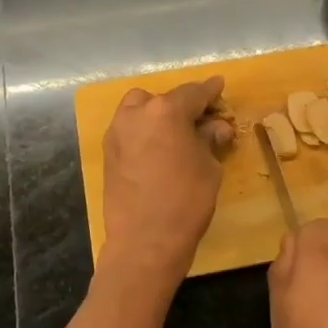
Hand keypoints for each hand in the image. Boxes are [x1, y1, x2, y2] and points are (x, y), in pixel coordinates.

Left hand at [101, 75, 232, 270]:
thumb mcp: (208, 167)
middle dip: (181, 105)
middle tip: (200, 120)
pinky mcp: (108, 152)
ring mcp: (117, 132)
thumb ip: (210, 140)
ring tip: (175, 134)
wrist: (144, 241)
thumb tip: (215, 127)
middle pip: (163, 99)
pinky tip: (158, 149)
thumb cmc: (186, 201)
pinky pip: (129, 130)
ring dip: (157, 115)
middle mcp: (136, 114)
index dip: (210, 91)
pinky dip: (144, 131)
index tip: (219, 85)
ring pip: (139, 109)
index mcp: (165, 111)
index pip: (193, 93)